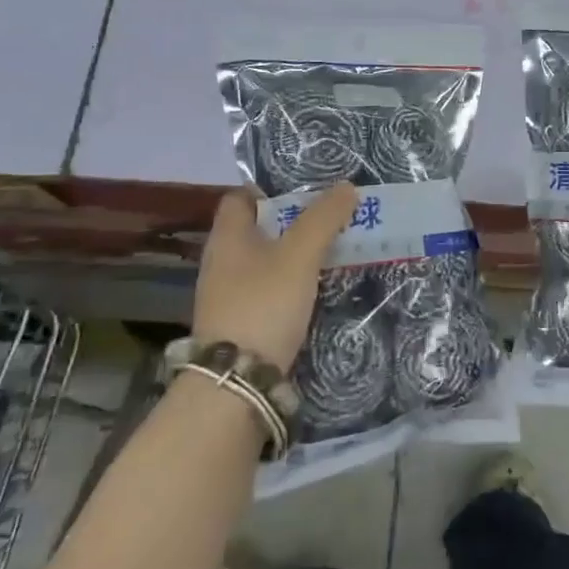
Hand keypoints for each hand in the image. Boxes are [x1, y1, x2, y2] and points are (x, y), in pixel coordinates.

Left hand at [192, 183, 357, 372]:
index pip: (241, 197)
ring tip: (335, 251)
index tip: (308, 190)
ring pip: (267, 261)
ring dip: (297, 255)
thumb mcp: (300, 255)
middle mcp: (222, 262)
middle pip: (259, 230)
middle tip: (333, 218)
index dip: (271, 189)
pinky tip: (319, 289)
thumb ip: (323, 219)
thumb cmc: (264, 304)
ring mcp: (229, 295)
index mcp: (227, 236)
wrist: (237, 382)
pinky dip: (293, 284)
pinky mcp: (242, 323)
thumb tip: (346, 186)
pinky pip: (271, 290)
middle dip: (294, 222)